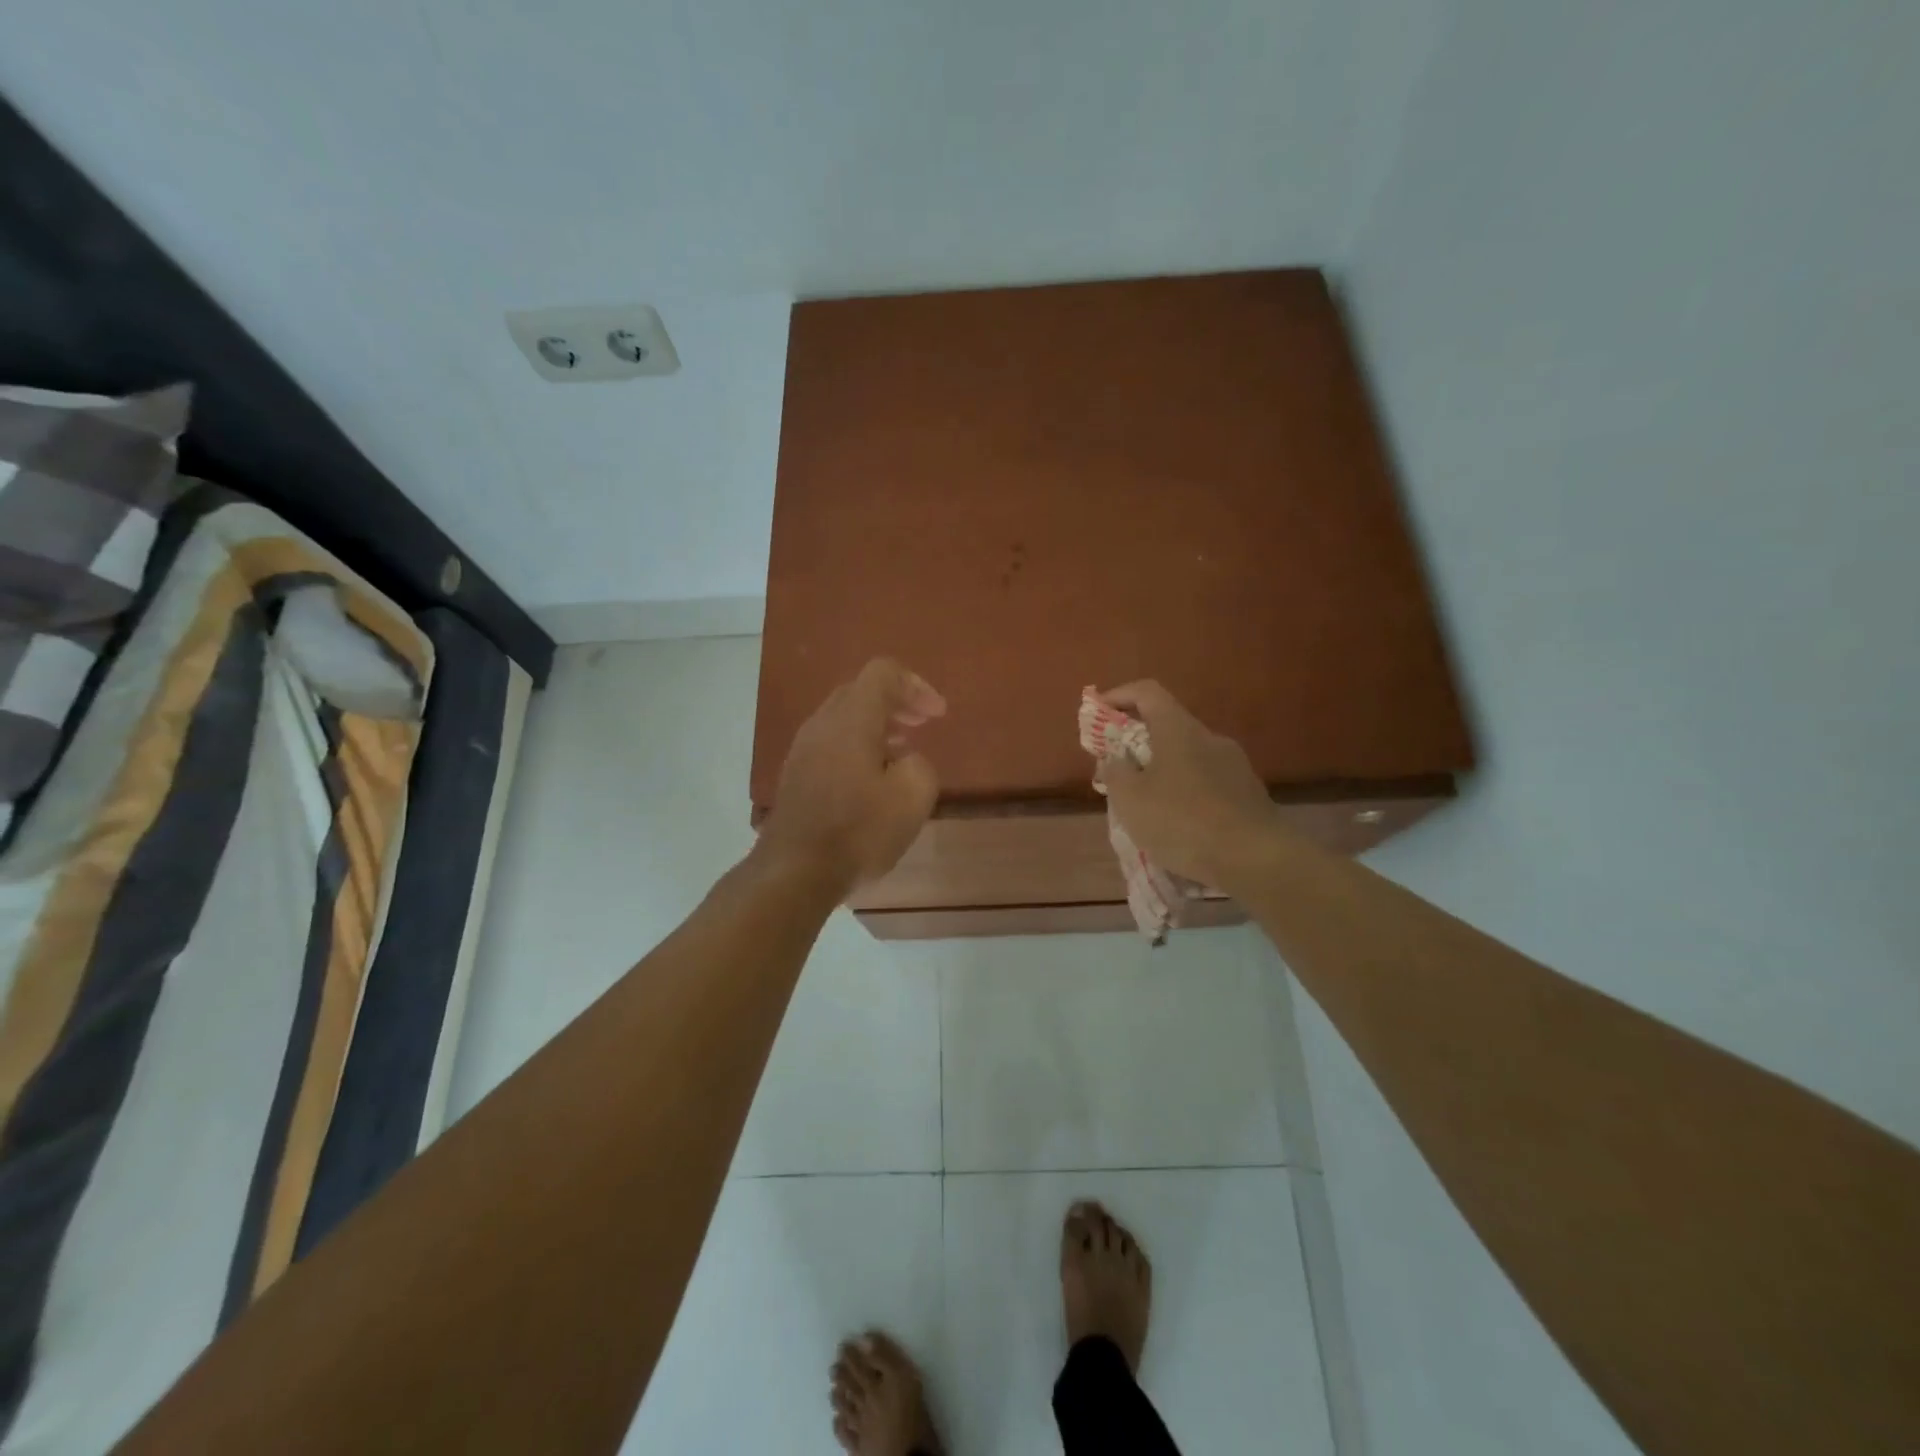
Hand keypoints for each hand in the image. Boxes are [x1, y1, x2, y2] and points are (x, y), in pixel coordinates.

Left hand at [757, 658, 945, 894]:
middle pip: (860, 691)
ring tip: (903, 753)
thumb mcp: (913, 796)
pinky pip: (832, 743)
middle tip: (923, 724)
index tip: (938, 716)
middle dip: (897, 703)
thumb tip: (905, 761)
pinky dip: (858, 747)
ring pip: (844, 719)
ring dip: (877, 726)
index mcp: (851, 718)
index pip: (883, 673)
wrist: (795, 871)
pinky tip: (873, 780)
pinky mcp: (795, 775)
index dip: (917, 686)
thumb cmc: (859, 830)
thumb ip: (920, 765)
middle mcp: (822, 724)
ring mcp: (803, 749)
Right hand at [1096, 680, 1278, 891]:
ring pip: (1188, 758)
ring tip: (1146, 806)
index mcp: (1179, 729)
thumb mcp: (1131, 799)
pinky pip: (1207, 783)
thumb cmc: (1183, 821)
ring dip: (1163, 772)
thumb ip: (1116, 772)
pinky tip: (1179, 825)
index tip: (1098, 711)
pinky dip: (1186, 793)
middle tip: (1118, 770)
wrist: (1257, 859)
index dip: (1119, 695)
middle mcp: (1210, 738)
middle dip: (1139, 743)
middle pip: (1169, 726)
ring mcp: (1235, 765)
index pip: (1147, 692)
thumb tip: (1117, 758)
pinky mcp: (1249, 794)